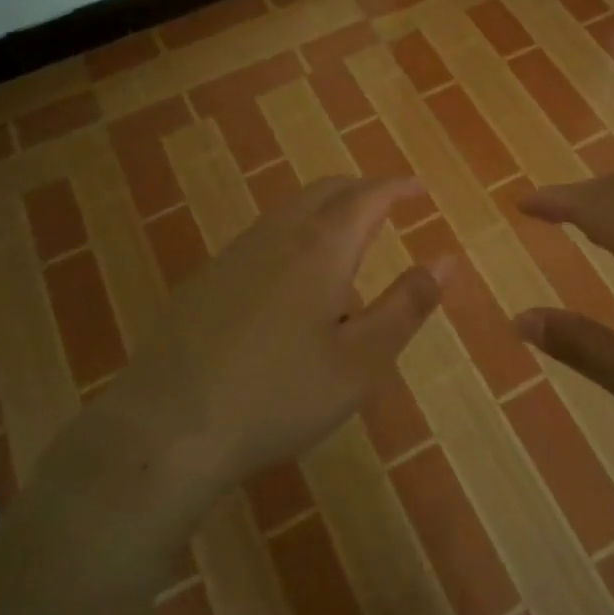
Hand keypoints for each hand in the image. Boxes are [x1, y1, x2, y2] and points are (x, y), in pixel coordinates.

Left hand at [75, 176, 449, 500]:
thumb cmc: (279, 395)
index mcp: (320, 247)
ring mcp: (234, 254)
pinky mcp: (205, 279)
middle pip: (326, 191)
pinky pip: (262, 239)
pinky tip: (290, 285)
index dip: (397, 187)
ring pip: (290, 212)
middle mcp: (276, 235)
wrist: (167, 427)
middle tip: (388, 209)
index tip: (419, 188)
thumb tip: (446, 260)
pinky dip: (294, 237)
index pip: (367, 196)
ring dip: (325, 214)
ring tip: (347, 250)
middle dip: (362, 191)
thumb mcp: (361, 361)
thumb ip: (407, 306)